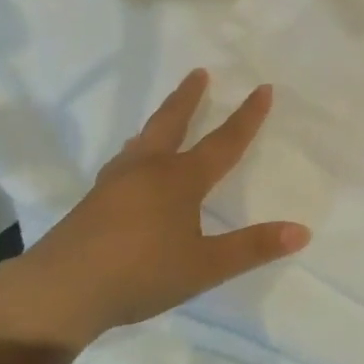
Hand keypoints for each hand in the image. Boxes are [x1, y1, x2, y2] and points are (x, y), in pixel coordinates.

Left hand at [0, 69, 310, 349]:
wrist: (61, 291)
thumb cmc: (140, 274)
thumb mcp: (205, 266)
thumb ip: (253, 247)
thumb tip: (302, 231)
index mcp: (180, 179)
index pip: (223, 142)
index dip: (247, 117)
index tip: (262, 88)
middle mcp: (148, 170)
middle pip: (172, 123)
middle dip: (189, 97)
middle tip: (199, 72)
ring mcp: (116, 182)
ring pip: (143, 140)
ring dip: (160, 120)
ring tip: (166, 115)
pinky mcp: (94, 200)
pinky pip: (124, 161)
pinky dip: (138, 150)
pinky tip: (131, 166)